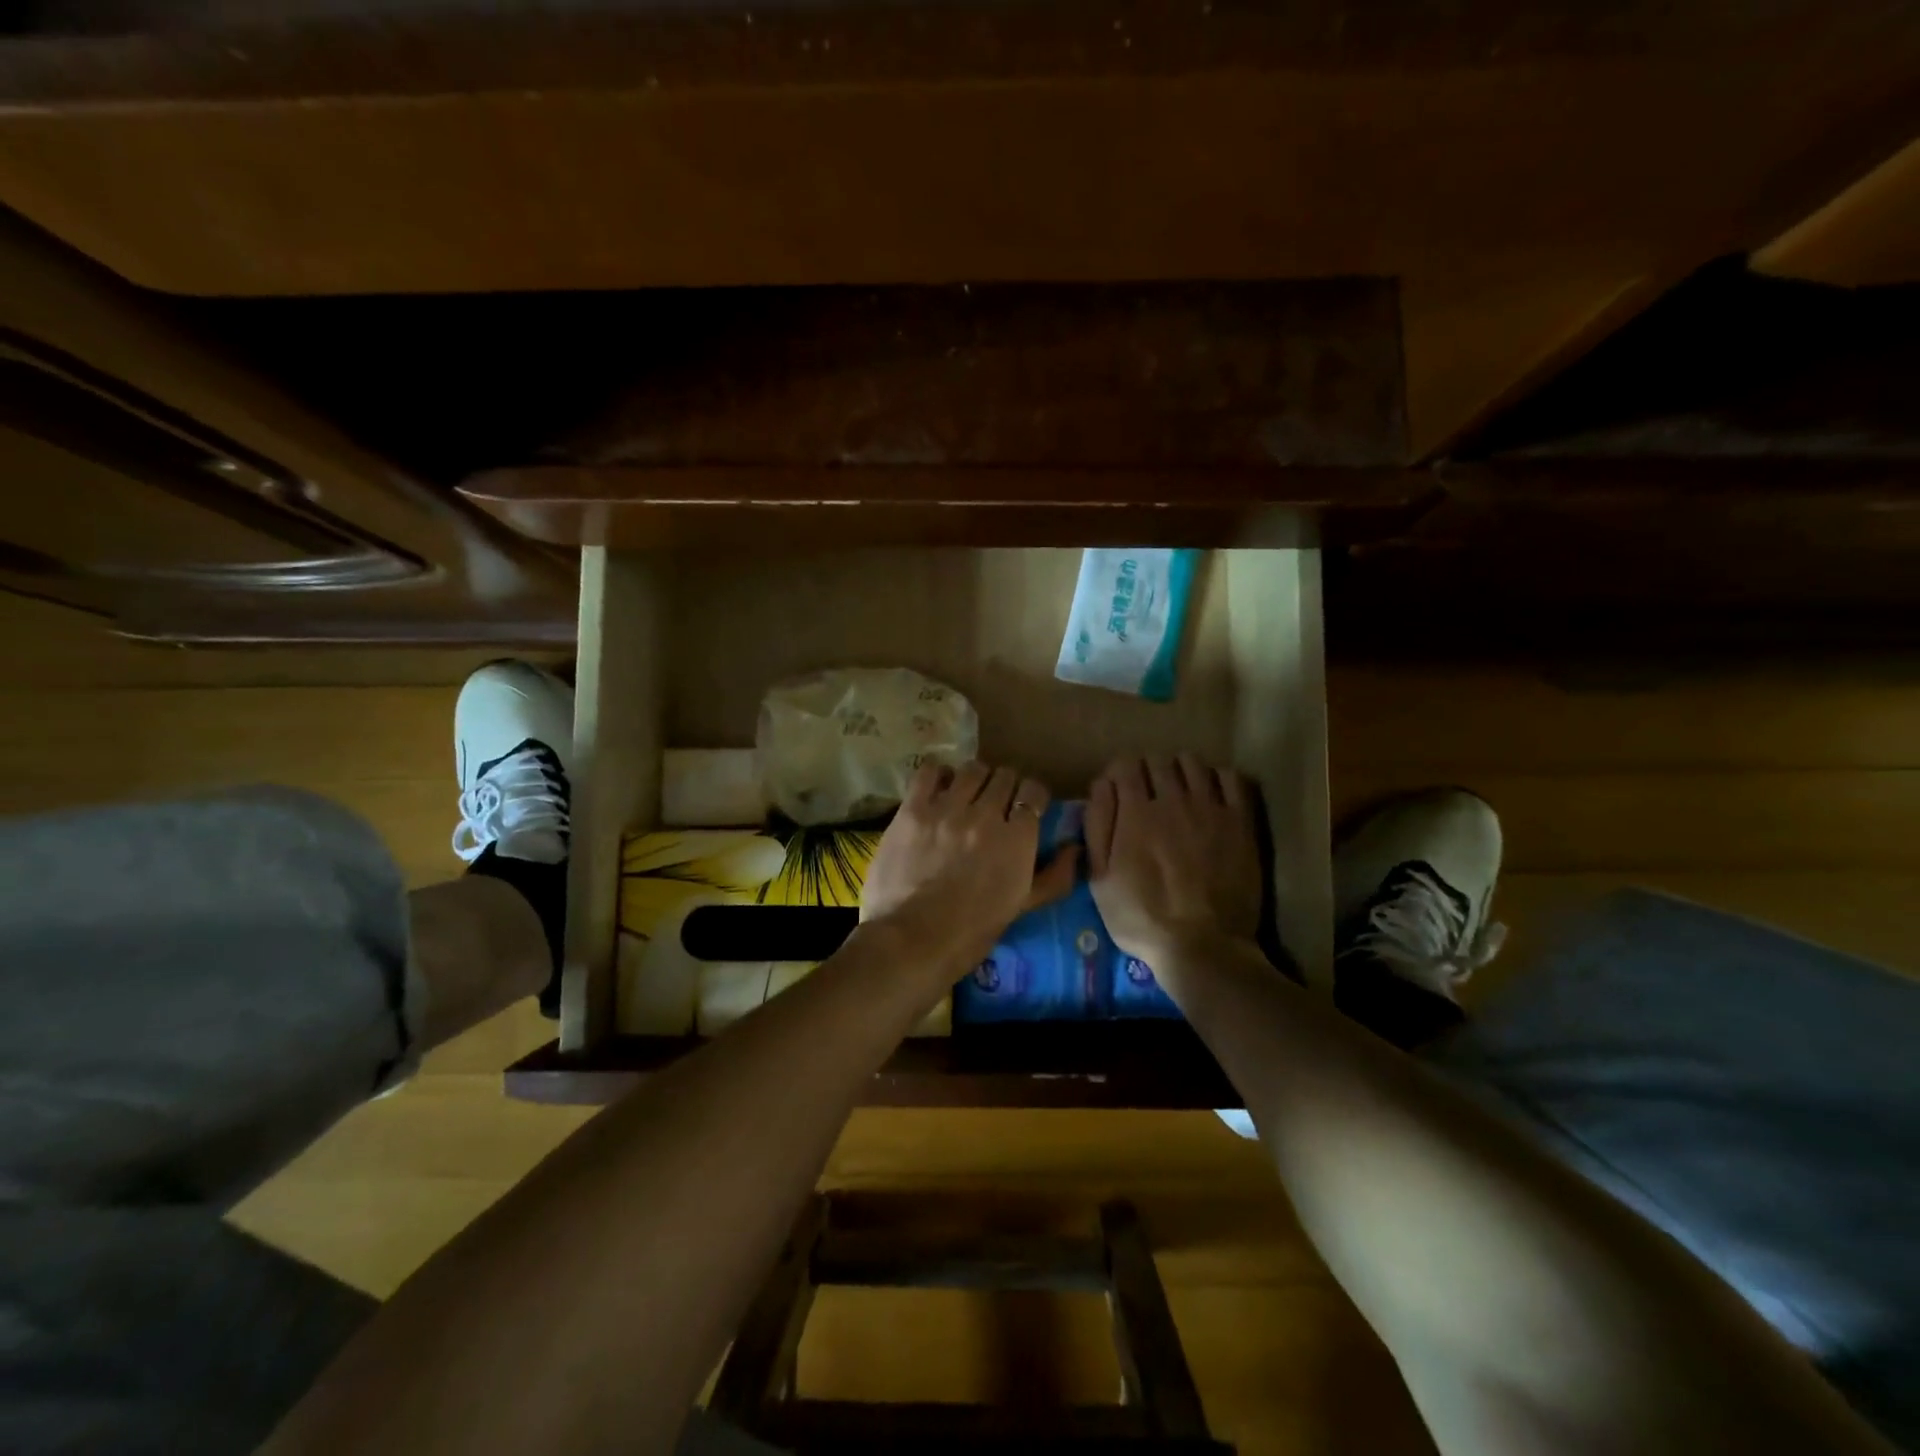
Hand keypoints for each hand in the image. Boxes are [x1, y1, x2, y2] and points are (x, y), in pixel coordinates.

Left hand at [861, 762, 1079, 975]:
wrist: (914, 940)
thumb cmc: (972, 931)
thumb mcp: (1023, 907)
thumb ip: (1055, 876)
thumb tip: (1075, 849)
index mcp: (1017, 838)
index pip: (1034, 792)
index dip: (1031, 798)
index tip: (1024, 809)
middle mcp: (985, 814)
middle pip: (1004, 776)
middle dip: (1004, 787)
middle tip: (994, 804)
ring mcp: (947, 808)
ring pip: (972, 769)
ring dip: (974, 779)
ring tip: (966, 795)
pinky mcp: (913, 809)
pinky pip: (930, 771)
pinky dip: (938, 775)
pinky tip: (938, 790)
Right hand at [1085, 754, 1261, 978]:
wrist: (1203, 946)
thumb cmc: (1141, 917)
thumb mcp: (1100, 878)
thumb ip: (1097, 826)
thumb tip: (1101, 785)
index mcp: (1135, 811)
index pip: (1125, 765)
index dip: (1119, 774)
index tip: (1120, 792)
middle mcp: (1172, 799)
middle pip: (1157, 760)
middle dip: (1147, 771)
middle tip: (1148, 795)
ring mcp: (1210, 807)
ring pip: (1192, 763)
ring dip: (1180, 771)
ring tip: (1179, 793)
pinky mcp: (1240, 821)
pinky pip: (1230, 778)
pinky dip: (1216, 779)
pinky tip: (1211, 797)